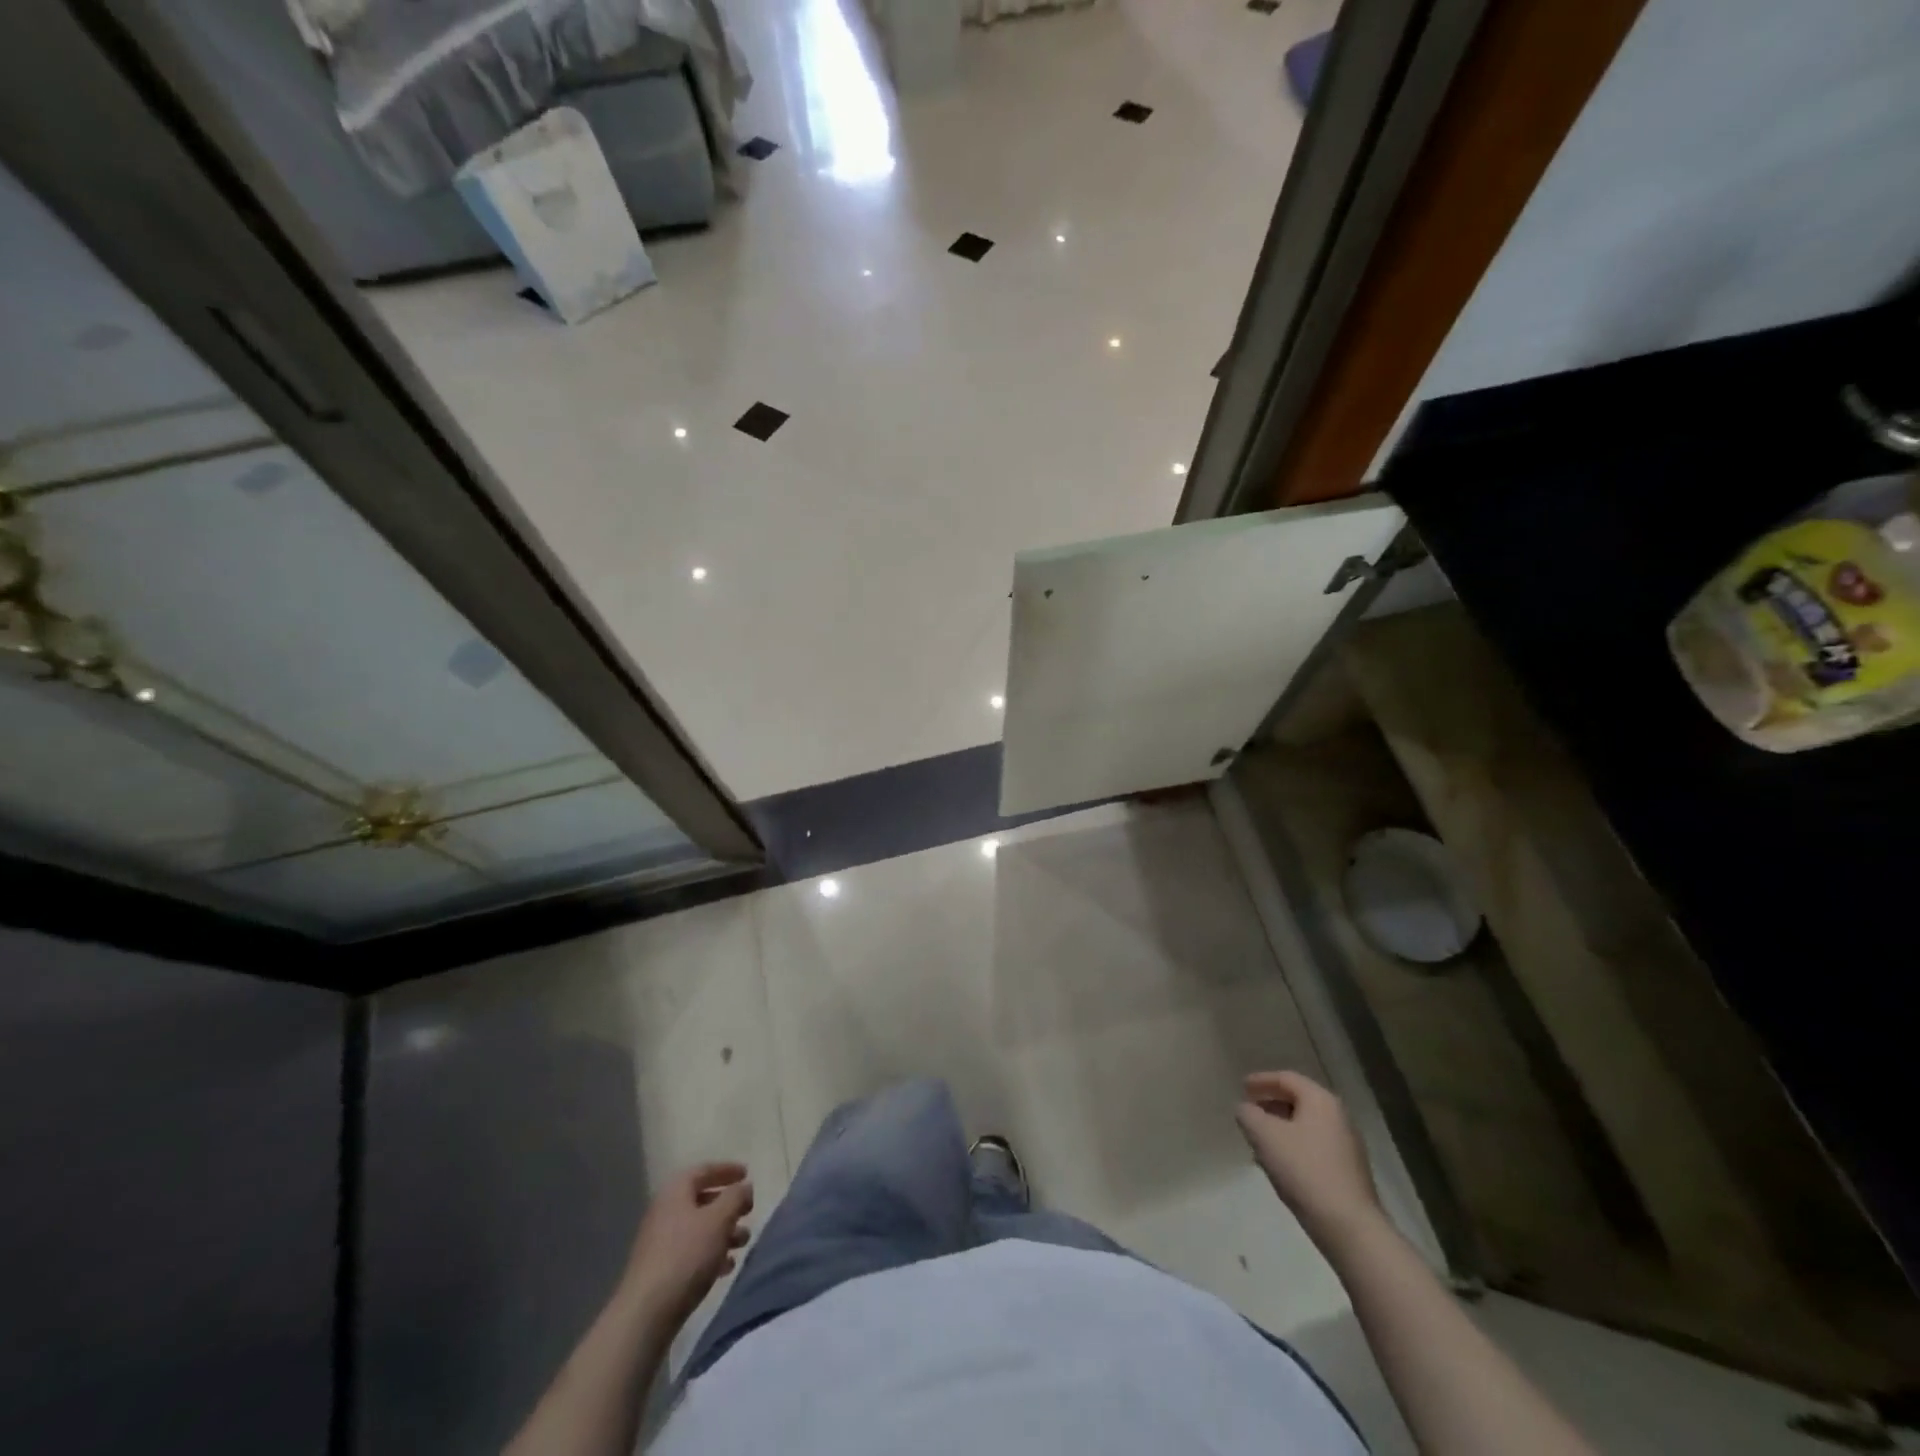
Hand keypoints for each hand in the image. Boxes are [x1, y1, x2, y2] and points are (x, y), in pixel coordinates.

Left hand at [622, 1162, 753, 1326]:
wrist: (646, 1314)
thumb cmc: (686, 1256)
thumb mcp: (719, 1220)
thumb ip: (736, 1197)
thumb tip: (744, 1187)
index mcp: (675, 1191)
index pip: (704, 1170)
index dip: (727, 1169)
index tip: (747, 1173)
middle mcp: (665, 1211)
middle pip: (701, 1199)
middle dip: (728, 1205)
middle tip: (749, 1210)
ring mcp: (660, 1242)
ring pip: (699, 1228)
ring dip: (724, 1231)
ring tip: (744, 1242)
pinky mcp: (661, 1270)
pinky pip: (691, 1252)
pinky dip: (711, 1253)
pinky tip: (726, 1267)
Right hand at [1236, 1071, 1381, 1246]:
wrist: (1349, 1227)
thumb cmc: (1304, 1170)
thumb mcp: (1264, 1136)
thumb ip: (1248, 1114)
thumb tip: (1245, 1109)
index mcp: (1321, 1101)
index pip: (1286, 1078)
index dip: (1261, 1080)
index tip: (1241, 1088)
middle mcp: (1338, 1117)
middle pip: (1298, 1100)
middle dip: (1270, 1105)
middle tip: (1249, 1112)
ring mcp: (1347, 1146)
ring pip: (1305, 1126)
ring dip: (1280, 1128)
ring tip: (1258, 1140)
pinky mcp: (1348, 1172)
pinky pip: (1313, 1147)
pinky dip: (1293, 1146)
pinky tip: (1279, 1164)